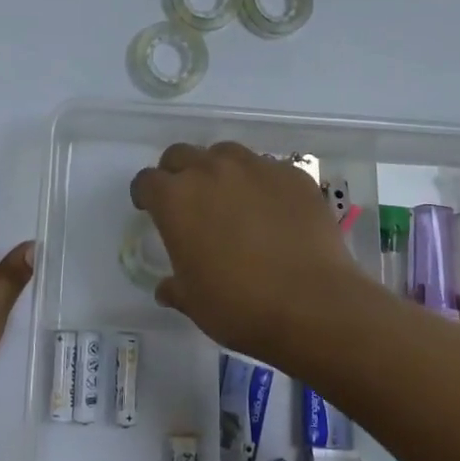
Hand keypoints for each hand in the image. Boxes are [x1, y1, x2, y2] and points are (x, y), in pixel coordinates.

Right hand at [130, 142, 367, 363]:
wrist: (314, 305)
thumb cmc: (240, 306)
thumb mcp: (194, 303)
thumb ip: (175, 287)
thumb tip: (167, 288)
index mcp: (175, 199)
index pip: (146, 181)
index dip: (145, 194)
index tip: (150, 208)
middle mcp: (210, 171)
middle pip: (181, 155)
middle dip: (177, 173)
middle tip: (188, 200)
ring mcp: (255, 167)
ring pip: (225, 154)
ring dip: (219, 170)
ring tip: (231, 199)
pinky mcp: (292, 174)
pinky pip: (268, 169)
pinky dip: (262, 184)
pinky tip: (273, 211)